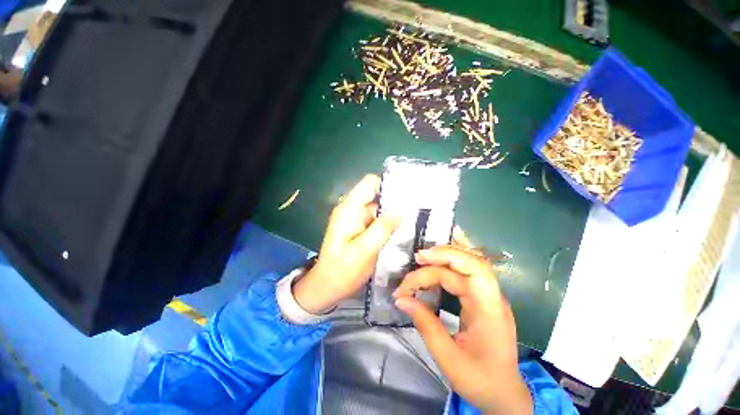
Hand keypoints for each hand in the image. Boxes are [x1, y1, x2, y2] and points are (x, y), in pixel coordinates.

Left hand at [293, 174, 399, 313]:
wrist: (326, 287)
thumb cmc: (343, 270)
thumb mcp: (366, 249)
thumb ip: (383, 227)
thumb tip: (401, 209)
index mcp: (349, 209)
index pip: (370, 183)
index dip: (388, 186)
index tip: (406, 197)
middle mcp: (351, 209)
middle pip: (376, 196)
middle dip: (394, 204)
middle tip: (414, 214)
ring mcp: (354, 219)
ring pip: (377, 209)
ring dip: (391, 216)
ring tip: (410, 224)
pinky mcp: (358, 229)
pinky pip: (375, 220)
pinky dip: (386, 225)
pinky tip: (399, 233)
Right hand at [393, 234, 532, 414]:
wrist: (505, 395)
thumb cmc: (480, 381)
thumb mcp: (448, 359)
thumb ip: (425, 324)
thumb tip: (402, 299)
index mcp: (489, 310)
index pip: (465, 273)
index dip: (437, 266)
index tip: (414, 270)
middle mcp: (493, 296)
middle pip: (470, 261)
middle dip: (442, 255)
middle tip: (416, 258)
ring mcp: (490, 295)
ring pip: (471, 261)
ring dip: (447, 255)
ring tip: (424, 257)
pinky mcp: (483, 297)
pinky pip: (468, 271)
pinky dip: (451, 262)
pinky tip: (438, 262)